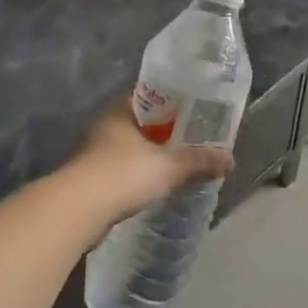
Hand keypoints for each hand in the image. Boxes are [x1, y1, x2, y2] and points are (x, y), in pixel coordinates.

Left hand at [65, 103, 232, 226]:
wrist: (77, 211)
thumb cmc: (123, 175)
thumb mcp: (169, 167)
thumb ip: (199, 162)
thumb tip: (230, 160)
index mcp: (121, 112)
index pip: (148, 96)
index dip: (171, 101)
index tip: (192, 110)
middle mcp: (104, 127)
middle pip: (139, 124)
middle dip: (162, 132)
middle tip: (189, 140)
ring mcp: (93, 154)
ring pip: (127, 149)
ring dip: (147, 156)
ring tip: (173, 165)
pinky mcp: (88, 180)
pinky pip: (119, 172)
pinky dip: (135, 176)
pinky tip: (150, 187)